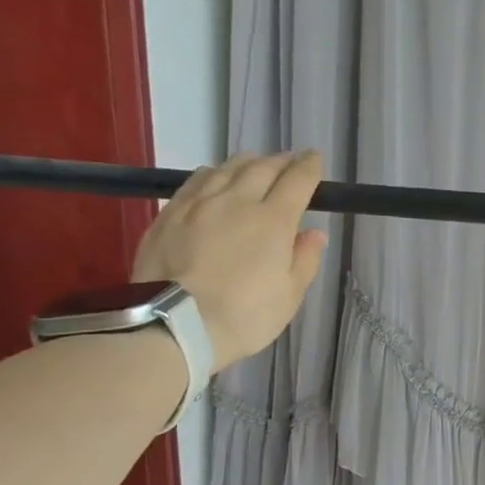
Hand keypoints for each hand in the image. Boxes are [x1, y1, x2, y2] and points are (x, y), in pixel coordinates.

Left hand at [132, 150, 327, 370]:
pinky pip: (196, 181)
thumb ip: (304, 258)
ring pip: (226, 168)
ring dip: (247, 163)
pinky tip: (215, 178)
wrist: (174, 325)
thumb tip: (313, 233)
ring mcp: (199, 204)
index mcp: (273, 220)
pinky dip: (214, 174)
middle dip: (281, 161)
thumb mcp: (290, 294)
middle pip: (262, 168)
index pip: (297, 181)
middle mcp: (237, 201)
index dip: (309, 167)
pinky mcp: (169, 214)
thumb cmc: (245, 315)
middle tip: (290, 161)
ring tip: (256, 165)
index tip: (315, 159)